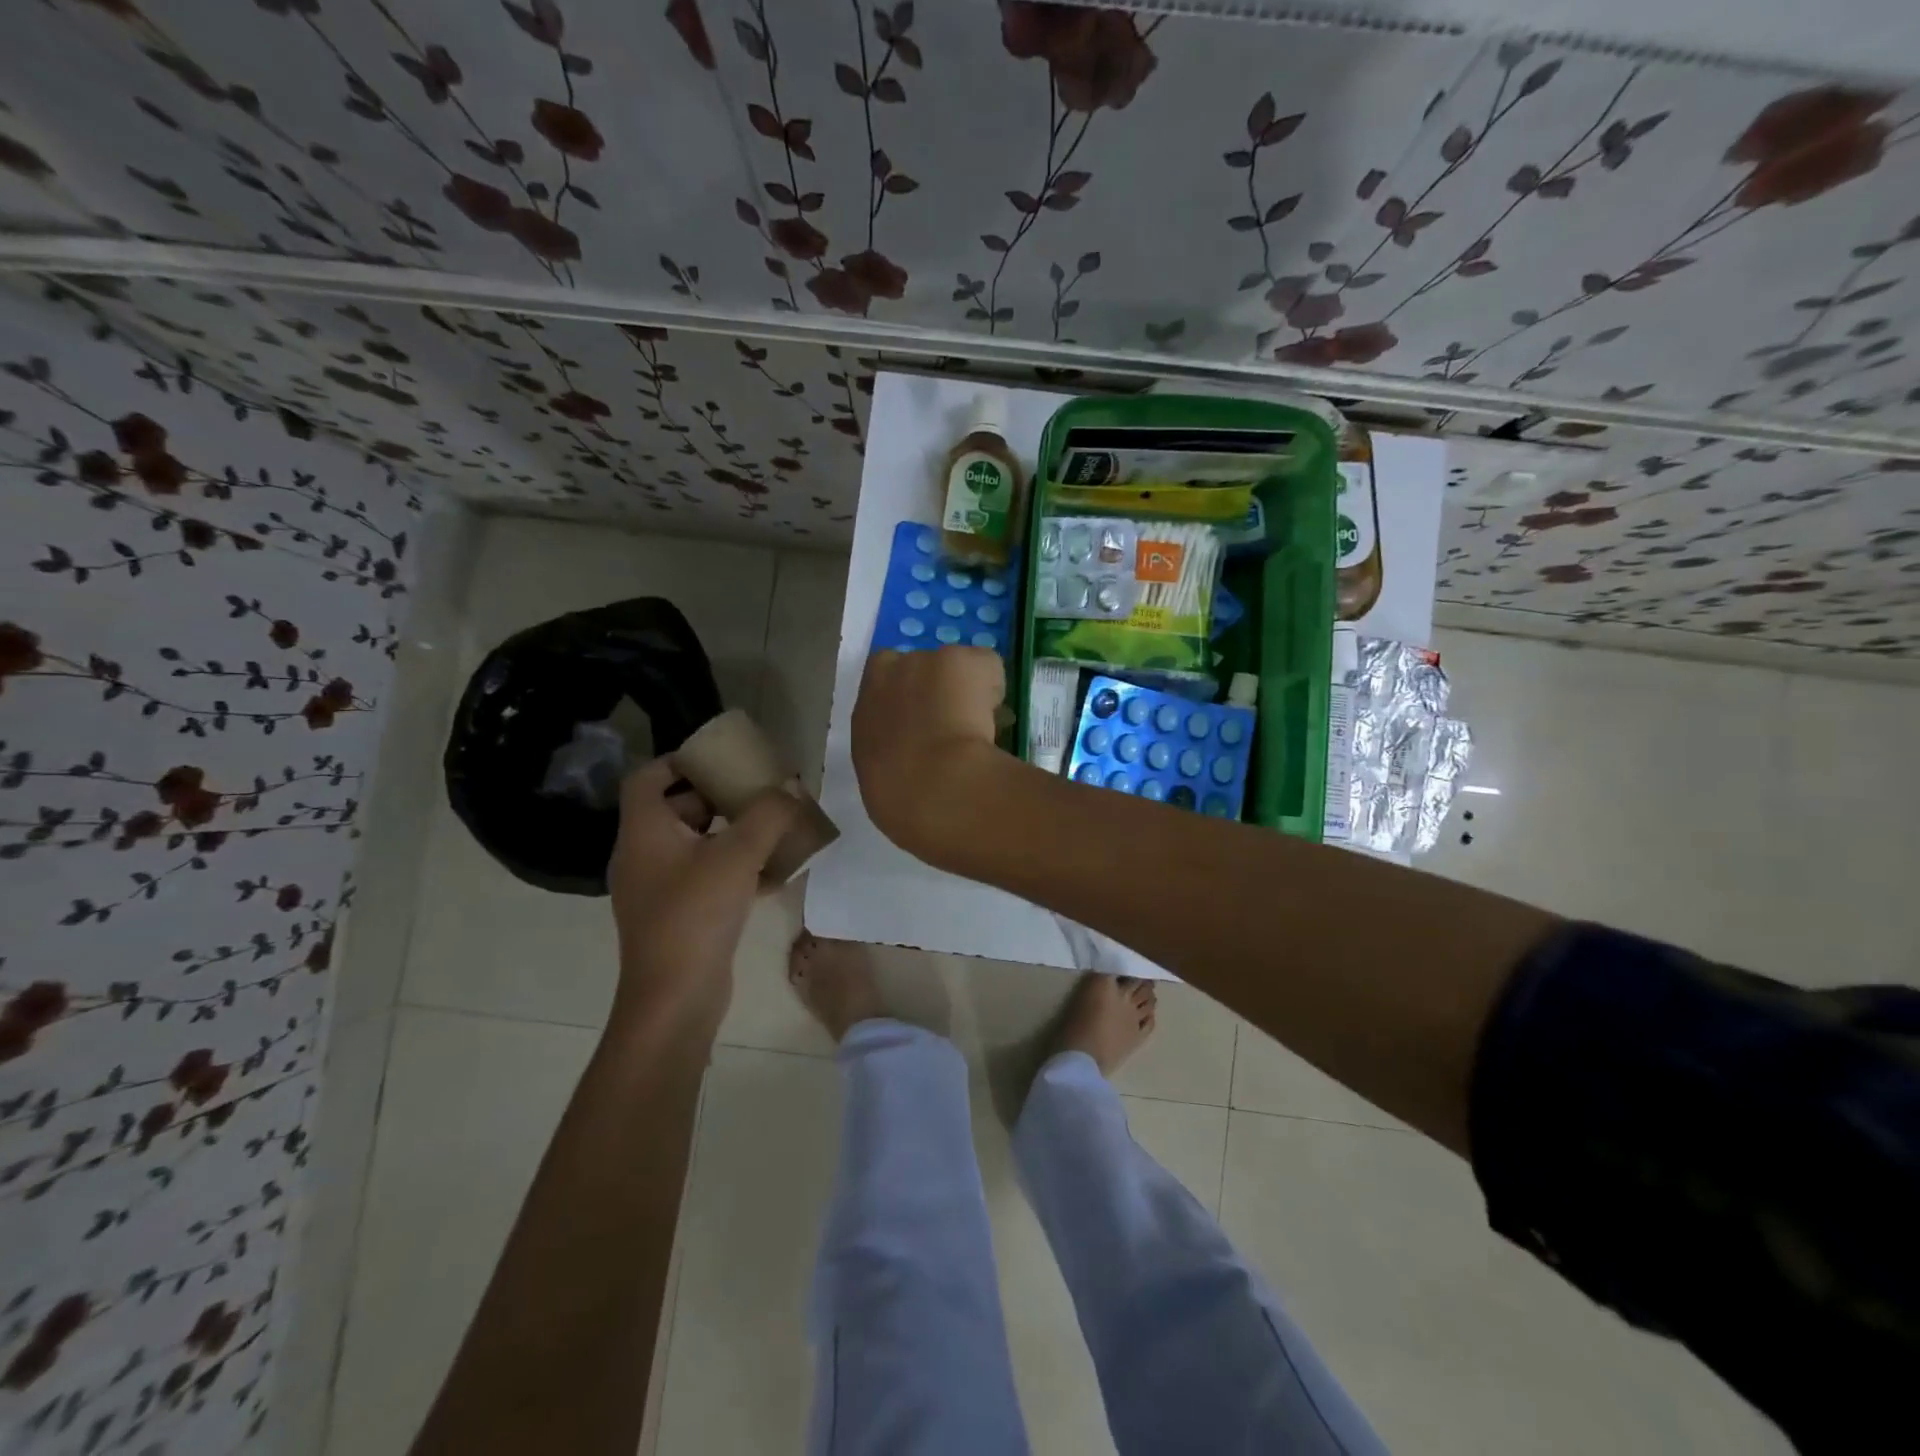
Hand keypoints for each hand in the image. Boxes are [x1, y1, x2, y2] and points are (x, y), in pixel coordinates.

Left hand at [607, 757, 799, 1037]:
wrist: (675, 998)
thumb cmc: (696, 914)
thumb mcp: (738, 855)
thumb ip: (768, 815)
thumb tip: (791, 789)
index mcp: (644, 832)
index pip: (648, 777)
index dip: (681, 761)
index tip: (722, 759)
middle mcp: (643, 855)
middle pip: (676, 809)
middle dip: (719, 797)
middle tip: (757, 792)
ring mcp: (659, 888)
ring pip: (695, 844)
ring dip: (733, 833)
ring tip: (773, 828)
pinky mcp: (677, 915)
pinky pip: (706, 876)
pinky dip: (735, 868)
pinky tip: (775, 874)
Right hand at [851, 646, 1005, 859]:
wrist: (934, 787)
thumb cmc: (902, 800)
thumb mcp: (883, 780)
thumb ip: (893, 758)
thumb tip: (912, 762)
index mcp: (866, 712)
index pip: (882, 686)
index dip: (906, 700)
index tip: (924, 722)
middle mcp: (889, 675)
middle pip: (917, 670)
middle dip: (935, 689)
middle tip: (955, 724)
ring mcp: (926, 661)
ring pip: (953, 667)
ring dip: (965, 689)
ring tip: (981, 724)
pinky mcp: (961, 658)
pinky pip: (986, 667)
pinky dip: (994, 686)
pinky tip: (997, 717)